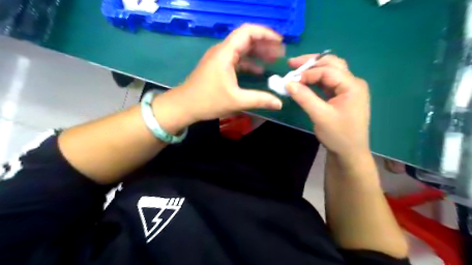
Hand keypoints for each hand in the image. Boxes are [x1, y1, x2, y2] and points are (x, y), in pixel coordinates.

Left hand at [155, 24, 285, 132]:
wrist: (184, 106)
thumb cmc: (207, 101)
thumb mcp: (236, 101)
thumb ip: (259, 100)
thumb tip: (279, 103)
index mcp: (225, 53)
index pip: (247, 32)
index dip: (266, 34)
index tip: (280, 42)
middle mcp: (222, 51)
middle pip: (246, 39)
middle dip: (265, 44)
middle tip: (280, 54)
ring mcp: (219, 59)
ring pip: (242, 49)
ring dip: (257, 53)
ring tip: (273, 60)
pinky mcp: (218, 67)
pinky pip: (237, 60)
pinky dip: (249, 63)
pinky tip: (258, 71)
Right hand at [286, 55, 370, 157]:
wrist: (349, 152)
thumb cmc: (338, 135)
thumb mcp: (320, 116)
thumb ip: (304, 98)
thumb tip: (288, 83)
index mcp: (352, 85)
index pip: (327, 71)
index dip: (307, 73)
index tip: (290, 80)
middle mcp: (352, 82)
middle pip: (331, 64)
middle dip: (311, 62)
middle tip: (292, 64)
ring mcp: (348, 89)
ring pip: (330, 70)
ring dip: (313, 69)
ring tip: (296, 69)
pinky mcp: (342, 95)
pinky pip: (328, 81)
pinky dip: (316, 80)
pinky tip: (305, 81)